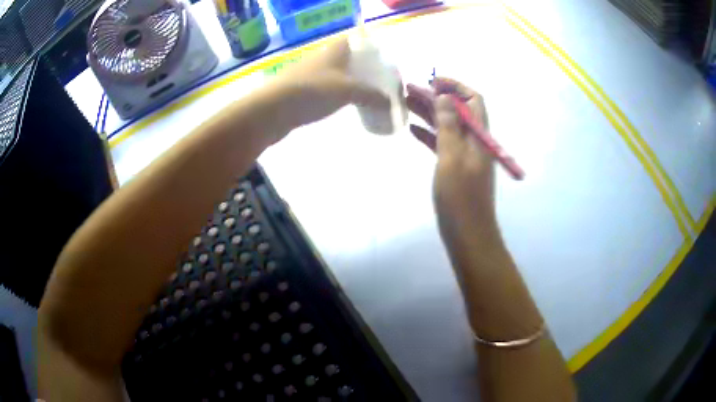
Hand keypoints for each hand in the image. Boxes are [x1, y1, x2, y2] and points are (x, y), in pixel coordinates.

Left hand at [270, 37, 389, 129]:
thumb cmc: (313, 91)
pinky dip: (339, 93)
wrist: (273, 109)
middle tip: (380, 80)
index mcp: (335, 49)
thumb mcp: (348, 91)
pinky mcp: (302, 89)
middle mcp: (323, 56)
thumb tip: (391, 103)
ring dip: (351, 80)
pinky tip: (346, 104)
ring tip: (367, 94)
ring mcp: (311, 73)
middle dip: (364, 66)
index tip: (382, 59)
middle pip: (348, 56)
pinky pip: (327, 86)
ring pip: (337, 72)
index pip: (355, 38)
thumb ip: (372, 95)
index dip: (369, 45)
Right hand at [407, 78, 498, 240]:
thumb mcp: (452, 158)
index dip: (455, 87)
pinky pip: (442, 144)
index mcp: (479, 136)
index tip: (432, 81)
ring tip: (406, 103)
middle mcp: (474, 141)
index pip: (473, 100)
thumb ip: (449, 126)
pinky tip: (412, 130)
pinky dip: (429, 134)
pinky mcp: (455, 168)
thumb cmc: (460, 198)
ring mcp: (465, 155)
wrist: (468, 234)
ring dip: (429, 114)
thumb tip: (444, 97)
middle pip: (457, 111)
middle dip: (436, 98)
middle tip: (409, 89)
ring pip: (447, 126)